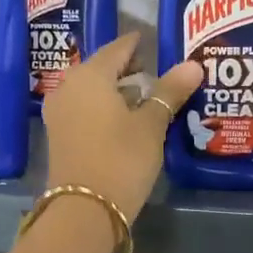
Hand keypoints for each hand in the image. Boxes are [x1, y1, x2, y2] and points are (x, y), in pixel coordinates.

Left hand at [43, 32, 201, 222]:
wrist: (84, 210)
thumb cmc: (121, 159)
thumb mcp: (151, 125)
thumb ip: (170, 91)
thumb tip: (193, 64)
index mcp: (90, 75)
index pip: (118, 48)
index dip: (138, 44)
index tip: (155, 42)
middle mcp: (69, 87)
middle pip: (102, 68)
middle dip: (128, 69)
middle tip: (156, 71)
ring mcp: (60, 113)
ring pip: (92, 90)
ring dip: (116, 91)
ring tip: (145, 97)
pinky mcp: (59, 136)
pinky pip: (84, 110)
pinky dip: (104, 109)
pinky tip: (124, 120)